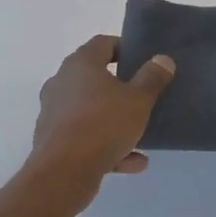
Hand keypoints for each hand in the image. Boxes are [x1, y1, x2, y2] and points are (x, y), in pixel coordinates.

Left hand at [25, 36, 175, 211]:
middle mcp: (62, 82)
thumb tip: (163, 59)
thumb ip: (152, 78)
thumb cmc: (103, 125)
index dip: (123, 48)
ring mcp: (54, 112)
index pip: (103, 43)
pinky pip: (85, 137)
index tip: (142, 60)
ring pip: (90, 110)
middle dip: (119, 86)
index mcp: (81, 64)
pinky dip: (106, 145)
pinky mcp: (52, 140)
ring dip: (114, 120)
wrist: (62, 173)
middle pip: (94, 77)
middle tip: (142, 94)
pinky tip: (133, 161)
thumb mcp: (138, 100)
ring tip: (140, 133)